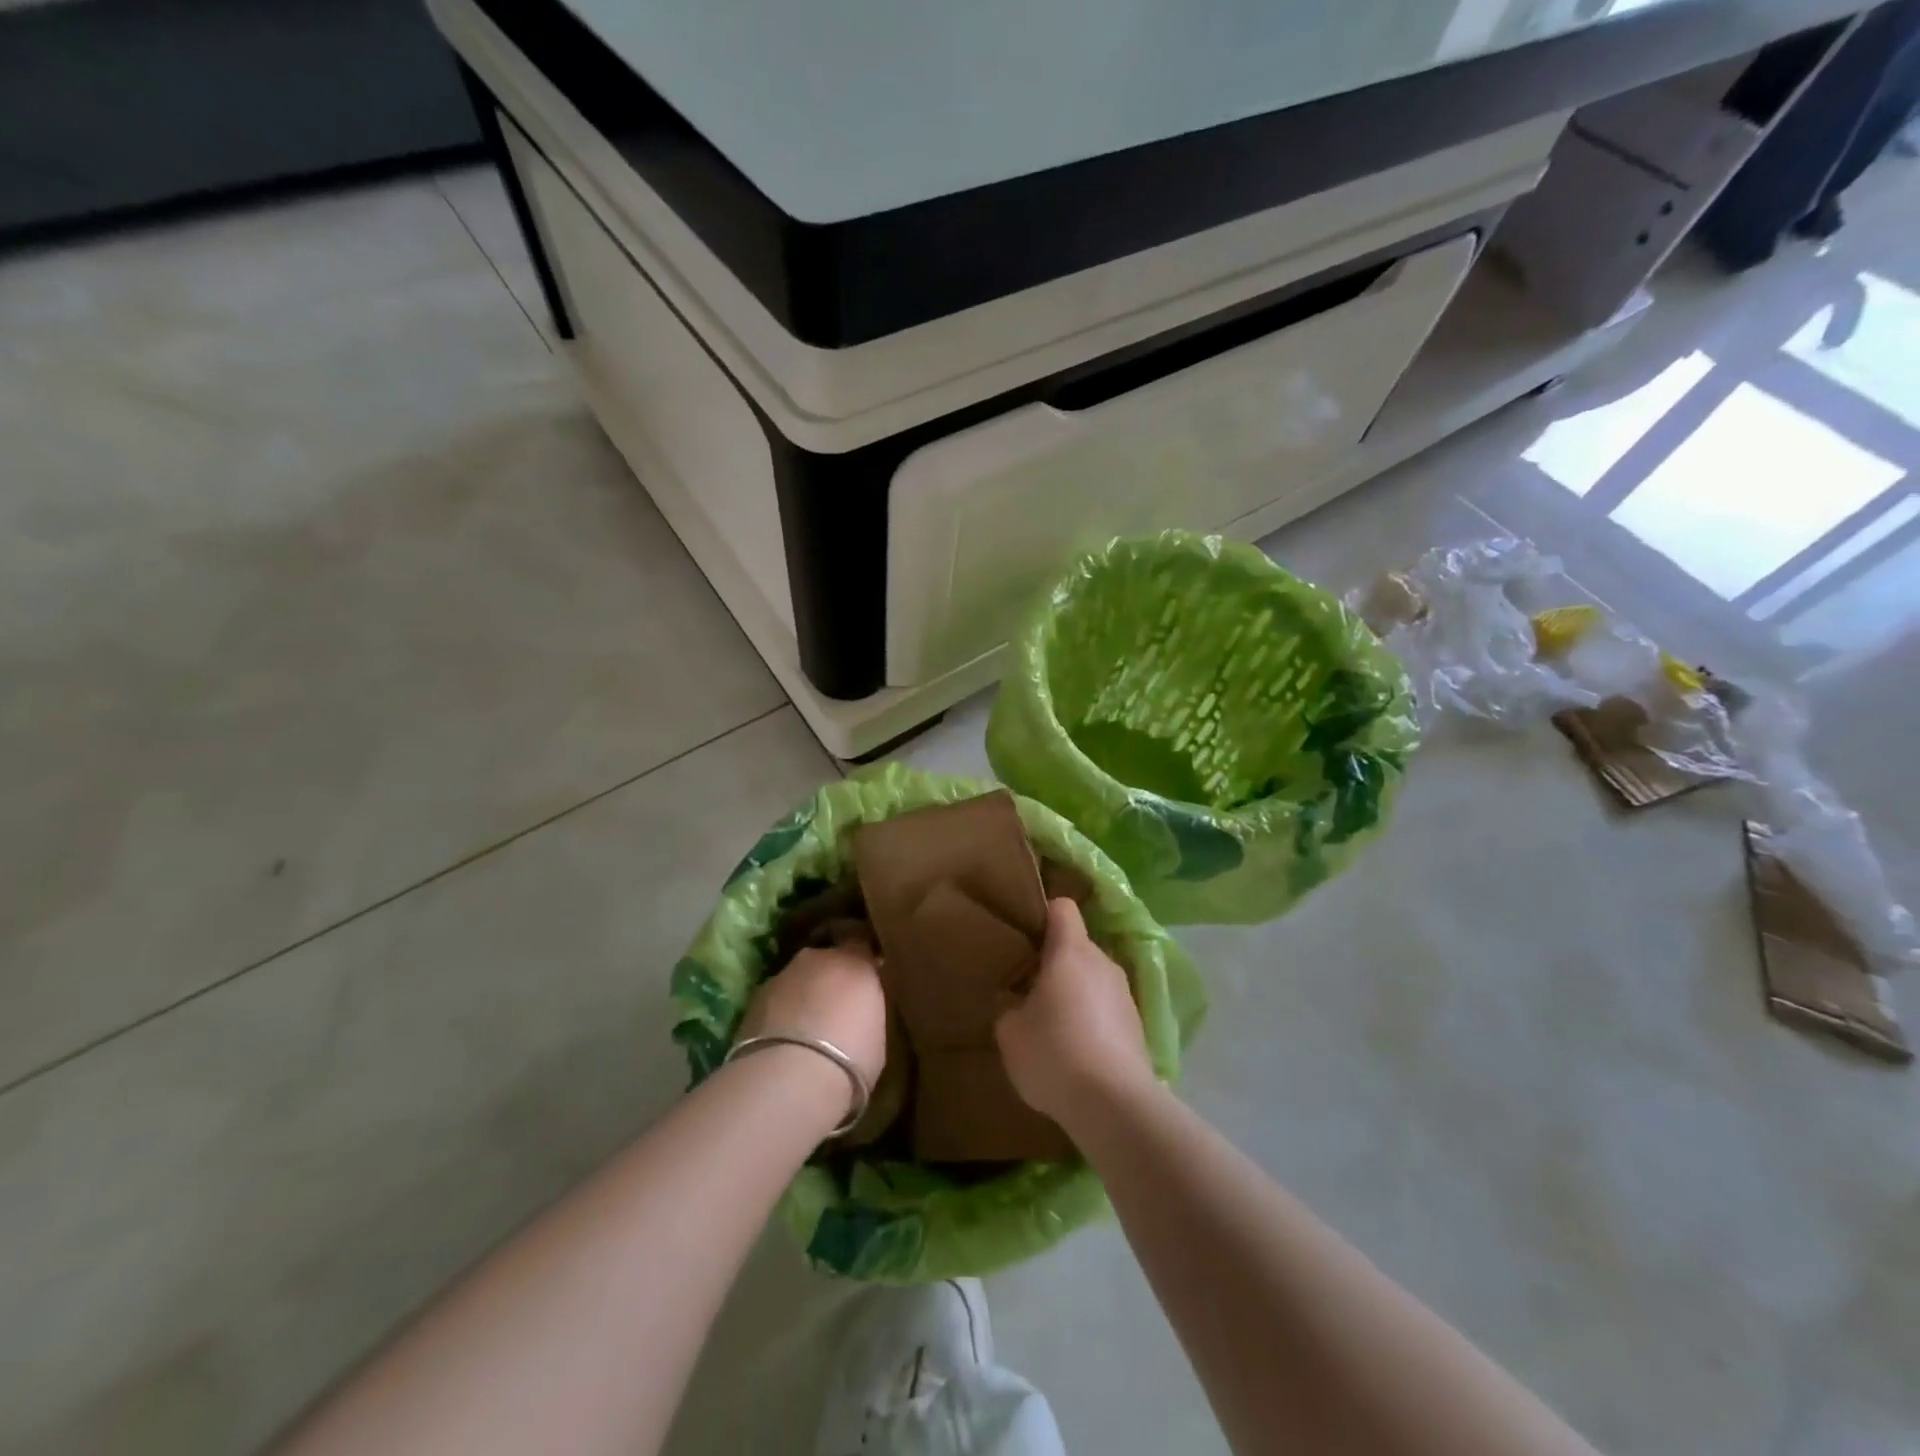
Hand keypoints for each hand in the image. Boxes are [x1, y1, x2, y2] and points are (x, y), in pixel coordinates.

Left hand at [737, 940, 887, 1120]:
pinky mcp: (755, 998)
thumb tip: (856, 1014)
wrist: (791, 1075)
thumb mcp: (876, 1035)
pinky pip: (776, 1000)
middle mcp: (819, 958)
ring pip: (798, 979)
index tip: (864, 976)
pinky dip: (780, 1014)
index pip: (861, 942)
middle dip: (829, 978)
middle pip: (826, 959)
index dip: (861, 958)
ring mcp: (783, 974)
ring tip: (804, 1030)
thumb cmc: (851, 1057)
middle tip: (834, 1008)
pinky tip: (782, 1042)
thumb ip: (865, 1012)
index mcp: (855, 962)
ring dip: (802, 996)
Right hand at [996, 898, 1153, 1128]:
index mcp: (1071, 951)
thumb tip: (1017, 1002)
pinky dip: (1092, 1021)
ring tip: (1052, 1027)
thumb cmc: (1054, 1052)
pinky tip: (1076, 1053)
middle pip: (1077, 946)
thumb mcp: (1010, 1031)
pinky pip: (1107, 1010)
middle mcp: (1103, 963)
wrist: (1114, 1105)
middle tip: (1028, 988)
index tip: (1025, 933)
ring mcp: (1125, 995)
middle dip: (1054, 962)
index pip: (1063, 908)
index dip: (1043, 914)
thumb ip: (1009, 1007)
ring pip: (1093, 980)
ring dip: (1075, 994)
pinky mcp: (1138, 1027)